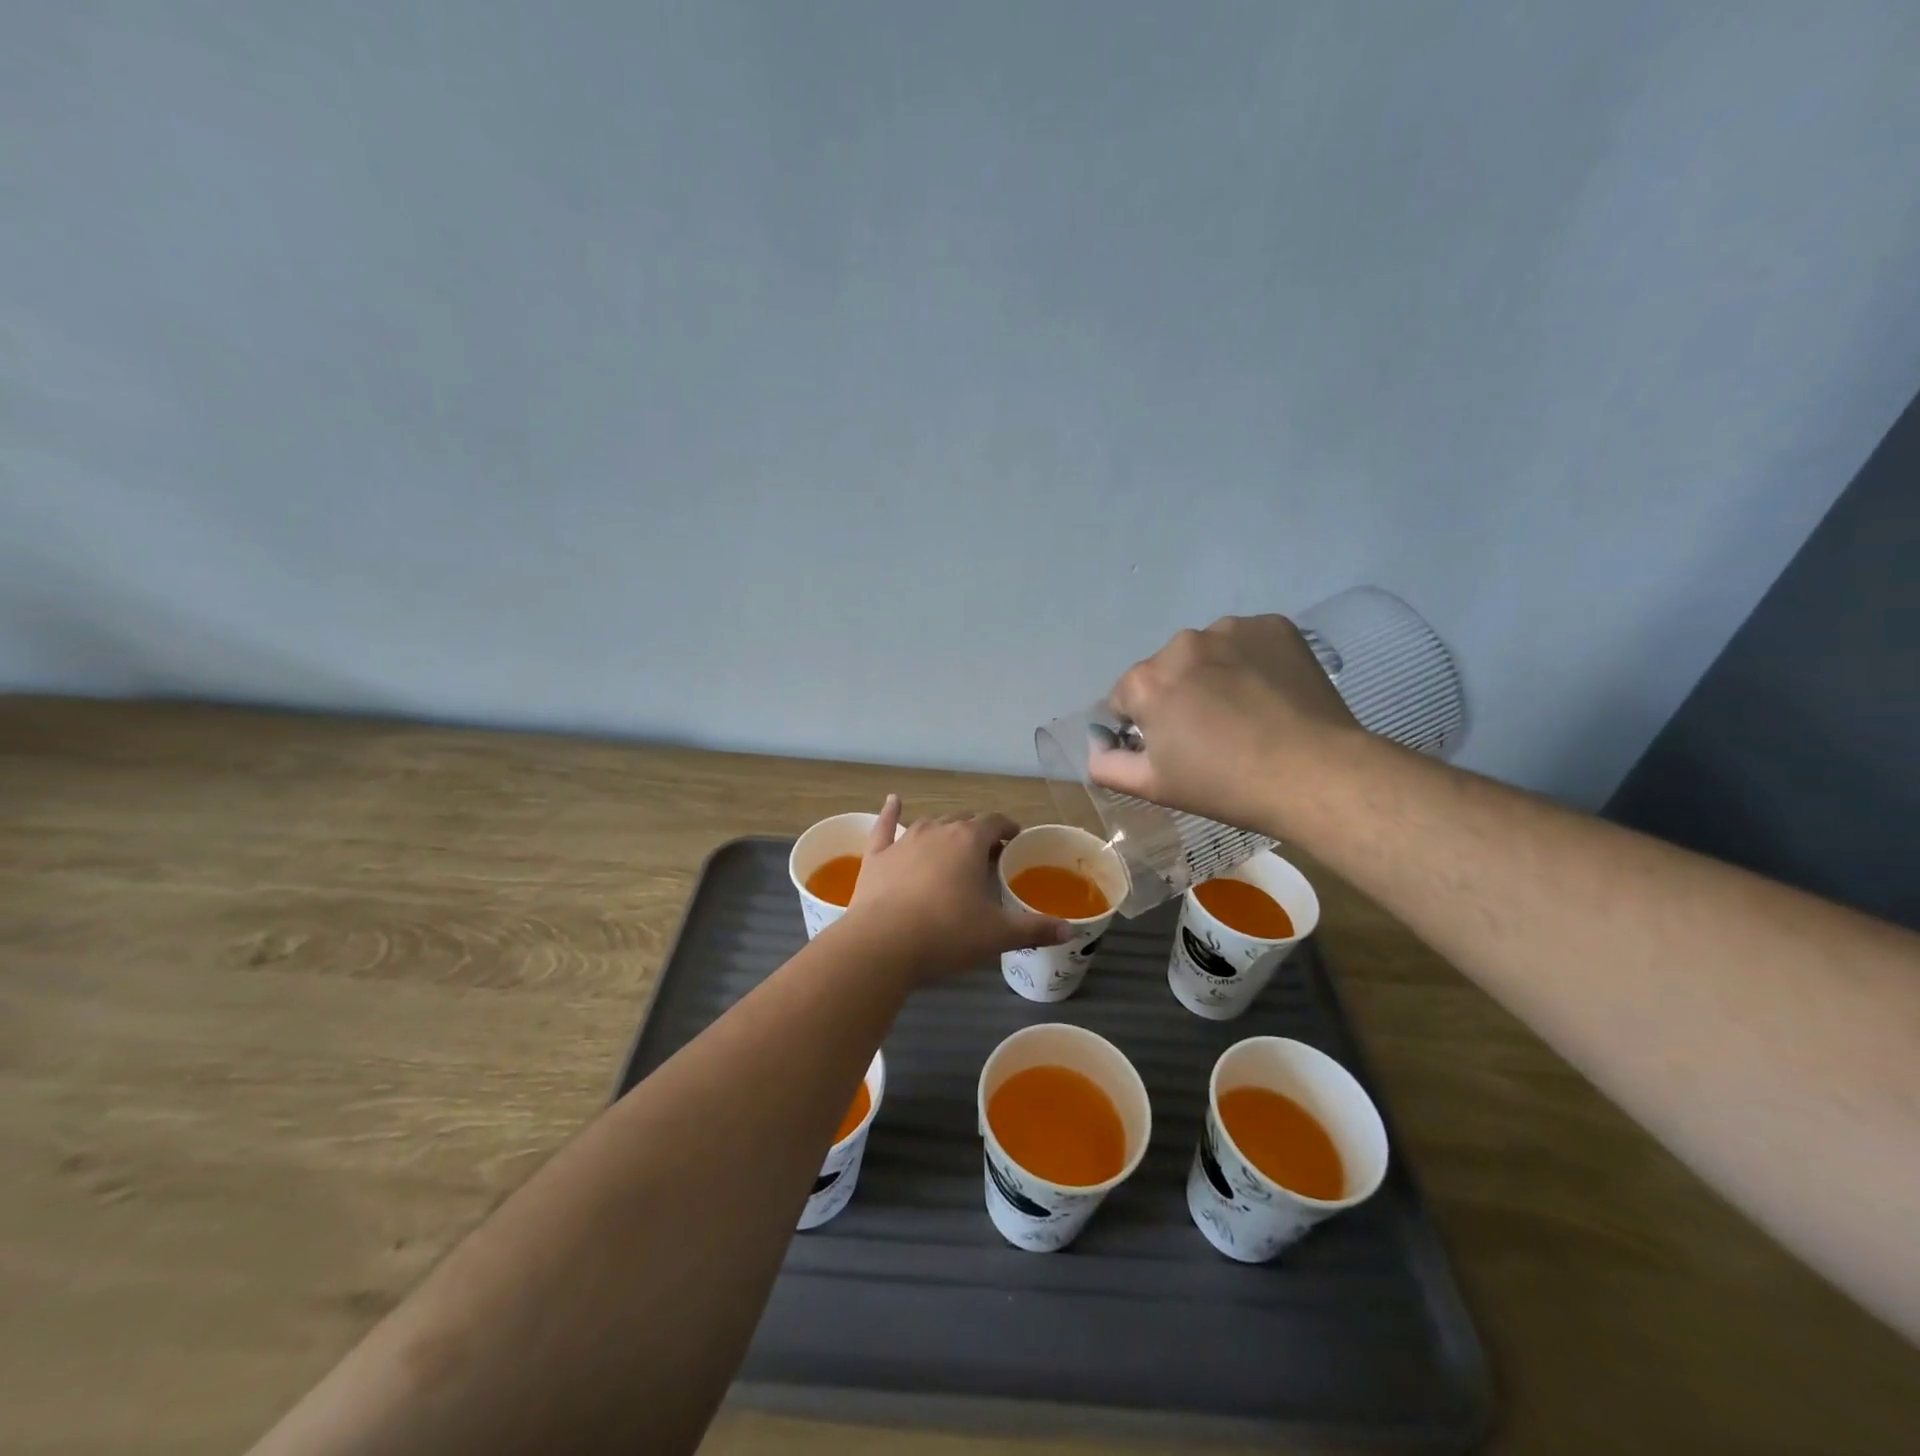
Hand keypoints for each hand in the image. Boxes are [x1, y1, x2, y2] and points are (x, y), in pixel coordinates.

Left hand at [840, 796, 1073, 977]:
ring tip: (953, 842)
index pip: (995, 822)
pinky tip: (893, 801)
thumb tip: (1069, 929)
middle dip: (978, 832)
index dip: (1007, 828)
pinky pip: (885, 826)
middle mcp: (937, 830)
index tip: (1015, 839)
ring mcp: (903, 841)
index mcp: (969, 841)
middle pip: (963, 821)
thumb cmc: (947, 934)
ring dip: (944, 830)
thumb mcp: (997, 935)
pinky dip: (890, 813)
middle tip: (988, 852)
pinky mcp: (877, 856)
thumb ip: (1035, 928)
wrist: (883, 944)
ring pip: (930, 824)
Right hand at [1089, 615, 1360, 830]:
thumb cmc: (1225, 785)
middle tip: (1212, 733)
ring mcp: (1230, 629)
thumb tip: (1097, 744)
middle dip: (1179, 695)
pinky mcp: (1273, 626)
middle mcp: (1181, 644)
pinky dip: (1251, 661)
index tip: (1174, 747)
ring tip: (1246, 711)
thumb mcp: (1153, 786)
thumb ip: (1107, 764)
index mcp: (1146, 681)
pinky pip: (1247, 642)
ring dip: (1214, 674)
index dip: (1145, 725)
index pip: (1125, 698)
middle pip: (1167, 671)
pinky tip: (1270, 693)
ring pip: (1207, 653)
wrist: (1314, 773)